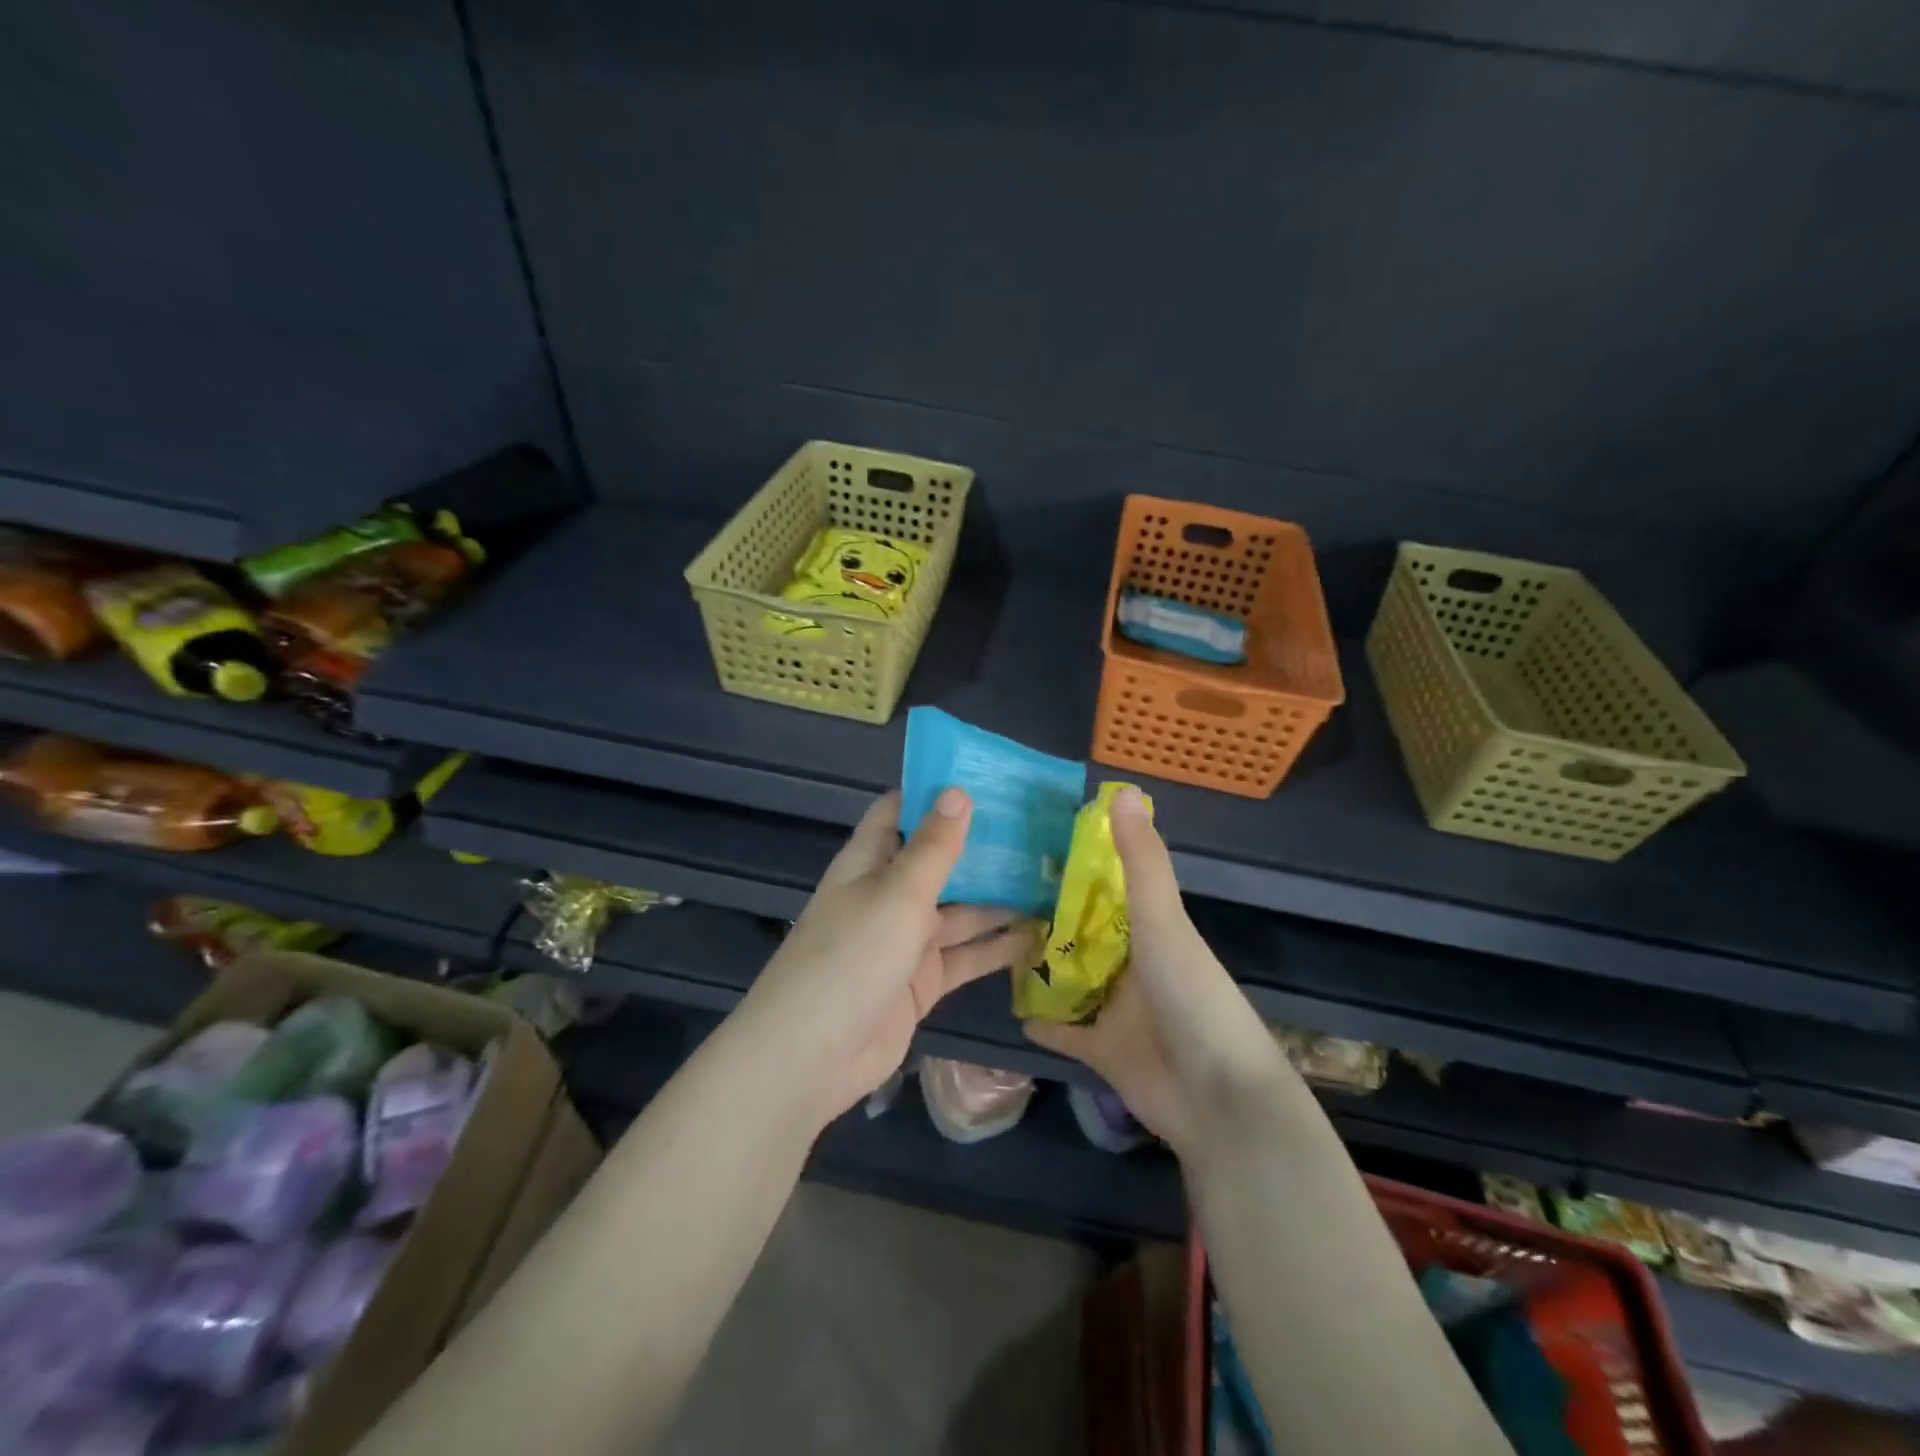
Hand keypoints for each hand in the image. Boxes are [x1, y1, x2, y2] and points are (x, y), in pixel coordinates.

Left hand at [739, 788, 1039, 1128]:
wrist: (813, 1058)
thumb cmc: (851, 957)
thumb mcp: (897, 894)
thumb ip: (933, 847)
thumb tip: (957, 791)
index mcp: (870, 862)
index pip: (901, 812)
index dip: (935, 793)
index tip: (986, 778)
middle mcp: (889, 894)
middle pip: (939, 861)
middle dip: (982, 847)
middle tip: (1040, 829)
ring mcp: (907, 941)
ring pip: (960, 910)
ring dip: (999, 899)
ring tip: (1053, 880)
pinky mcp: (922, 981)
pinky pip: (966, 956)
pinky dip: (997, 947)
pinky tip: (1039, 936)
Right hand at [1023, 786, 1294, 1160]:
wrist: (1218, 1099)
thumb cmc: (1191, 997)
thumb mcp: (1163, 921)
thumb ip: (1140, 862)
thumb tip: (1122, 790)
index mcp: (1151, 928)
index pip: (1107, 888)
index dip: (1073, 865)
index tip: (1028, 843)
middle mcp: (1133, 964)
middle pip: (1083, 932)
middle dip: (1045, 915)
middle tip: (990, 890)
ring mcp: (1117, 1009)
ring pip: (1070, 978)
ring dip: (1039, 965)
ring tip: (989, 940)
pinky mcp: (1103, 1051)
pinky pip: (1065, 1031)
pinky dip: (1042, 1021)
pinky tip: (1008, 1007)